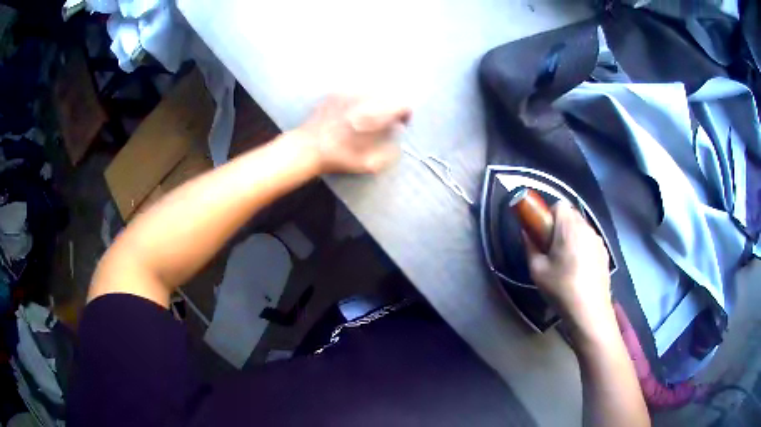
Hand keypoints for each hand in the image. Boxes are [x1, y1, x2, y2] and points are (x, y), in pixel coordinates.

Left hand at [296, 95, 410, 173]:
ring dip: (376, 102)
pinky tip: (352, 112)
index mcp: (373, 116)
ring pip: (373, 91)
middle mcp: (362, 100)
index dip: (405, 114)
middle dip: (391, 108)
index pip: (401, 105)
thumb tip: (398, 142)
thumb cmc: (338, 158)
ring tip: (369, 117)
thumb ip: (389, 153)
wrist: (307, 148)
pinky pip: (356, 91)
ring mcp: (347, 93)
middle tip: (385, 122)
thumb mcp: (368, 164)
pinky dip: (360, 99)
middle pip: (388, 96)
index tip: (400, 124)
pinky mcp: (335, 93)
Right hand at [525, 202, 613, 338]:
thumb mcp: (537, 270)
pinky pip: (590, 242)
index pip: (559, 205)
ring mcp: (598, 240)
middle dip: (560, 226)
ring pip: (582, 228)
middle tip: (552, 248)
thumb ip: (530, 247)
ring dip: (572, 236)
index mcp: (569, 227)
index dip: (549, 215)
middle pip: (571, 215)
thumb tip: (527, 234)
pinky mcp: (604, 253)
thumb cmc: (561, 288)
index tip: (543, 234)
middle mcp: (586, 228)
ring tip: (566, 262)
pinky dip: (583, 248)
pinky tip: (579, 270)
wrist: (589, 311)